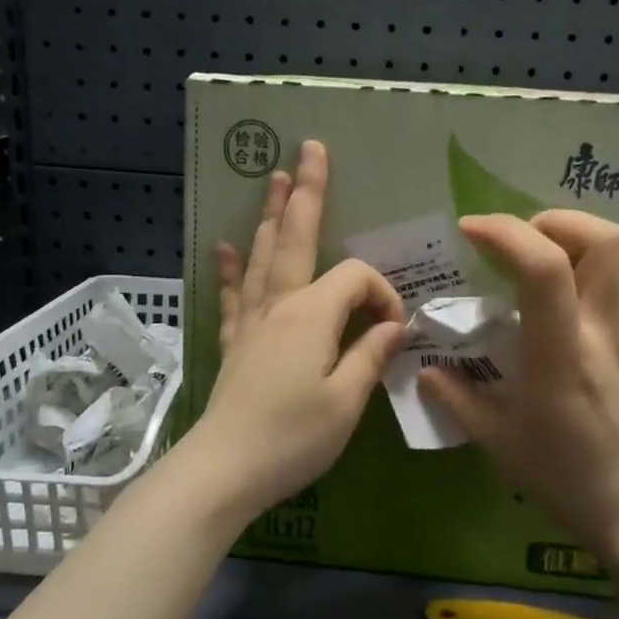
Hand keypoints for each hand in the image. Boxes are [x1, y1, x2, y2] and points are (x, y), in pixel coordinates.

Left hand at [187, 140, 406, 521]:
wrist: (225, 469)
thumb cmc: (293, 437)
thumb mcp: (347, 401)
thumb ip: (372, 356)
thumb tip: (395, 325)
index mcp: (311, 314)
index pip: (356, 278)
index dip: (381, 294)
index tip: (393, 332)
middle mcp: (278, 305)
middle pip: (294, 237)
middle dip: (306, 192)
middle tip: (309, 149)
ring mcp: (252, 321)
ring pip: (262, 256)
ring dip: (269, 215)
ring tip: (273, 178)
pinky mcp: (235, 343)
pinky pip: (233, 295)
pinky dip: (230, 269)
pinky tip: (224, 248)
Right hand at [418, 210, 618, 554]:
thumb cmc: (566, 479)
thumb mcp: (499, 444)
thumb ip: (458, 399)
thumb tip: (425, 370)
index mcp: (561, 356)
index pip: (545, 268)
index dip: (505, 233)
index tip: (471, 230)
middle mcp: (605, 332)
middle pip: (603, 239)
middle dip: (553, 221)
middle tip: (518, 241)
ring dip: (582, 234)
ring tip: (548, 253)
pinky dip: (605, 259)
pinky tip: (577, 285)